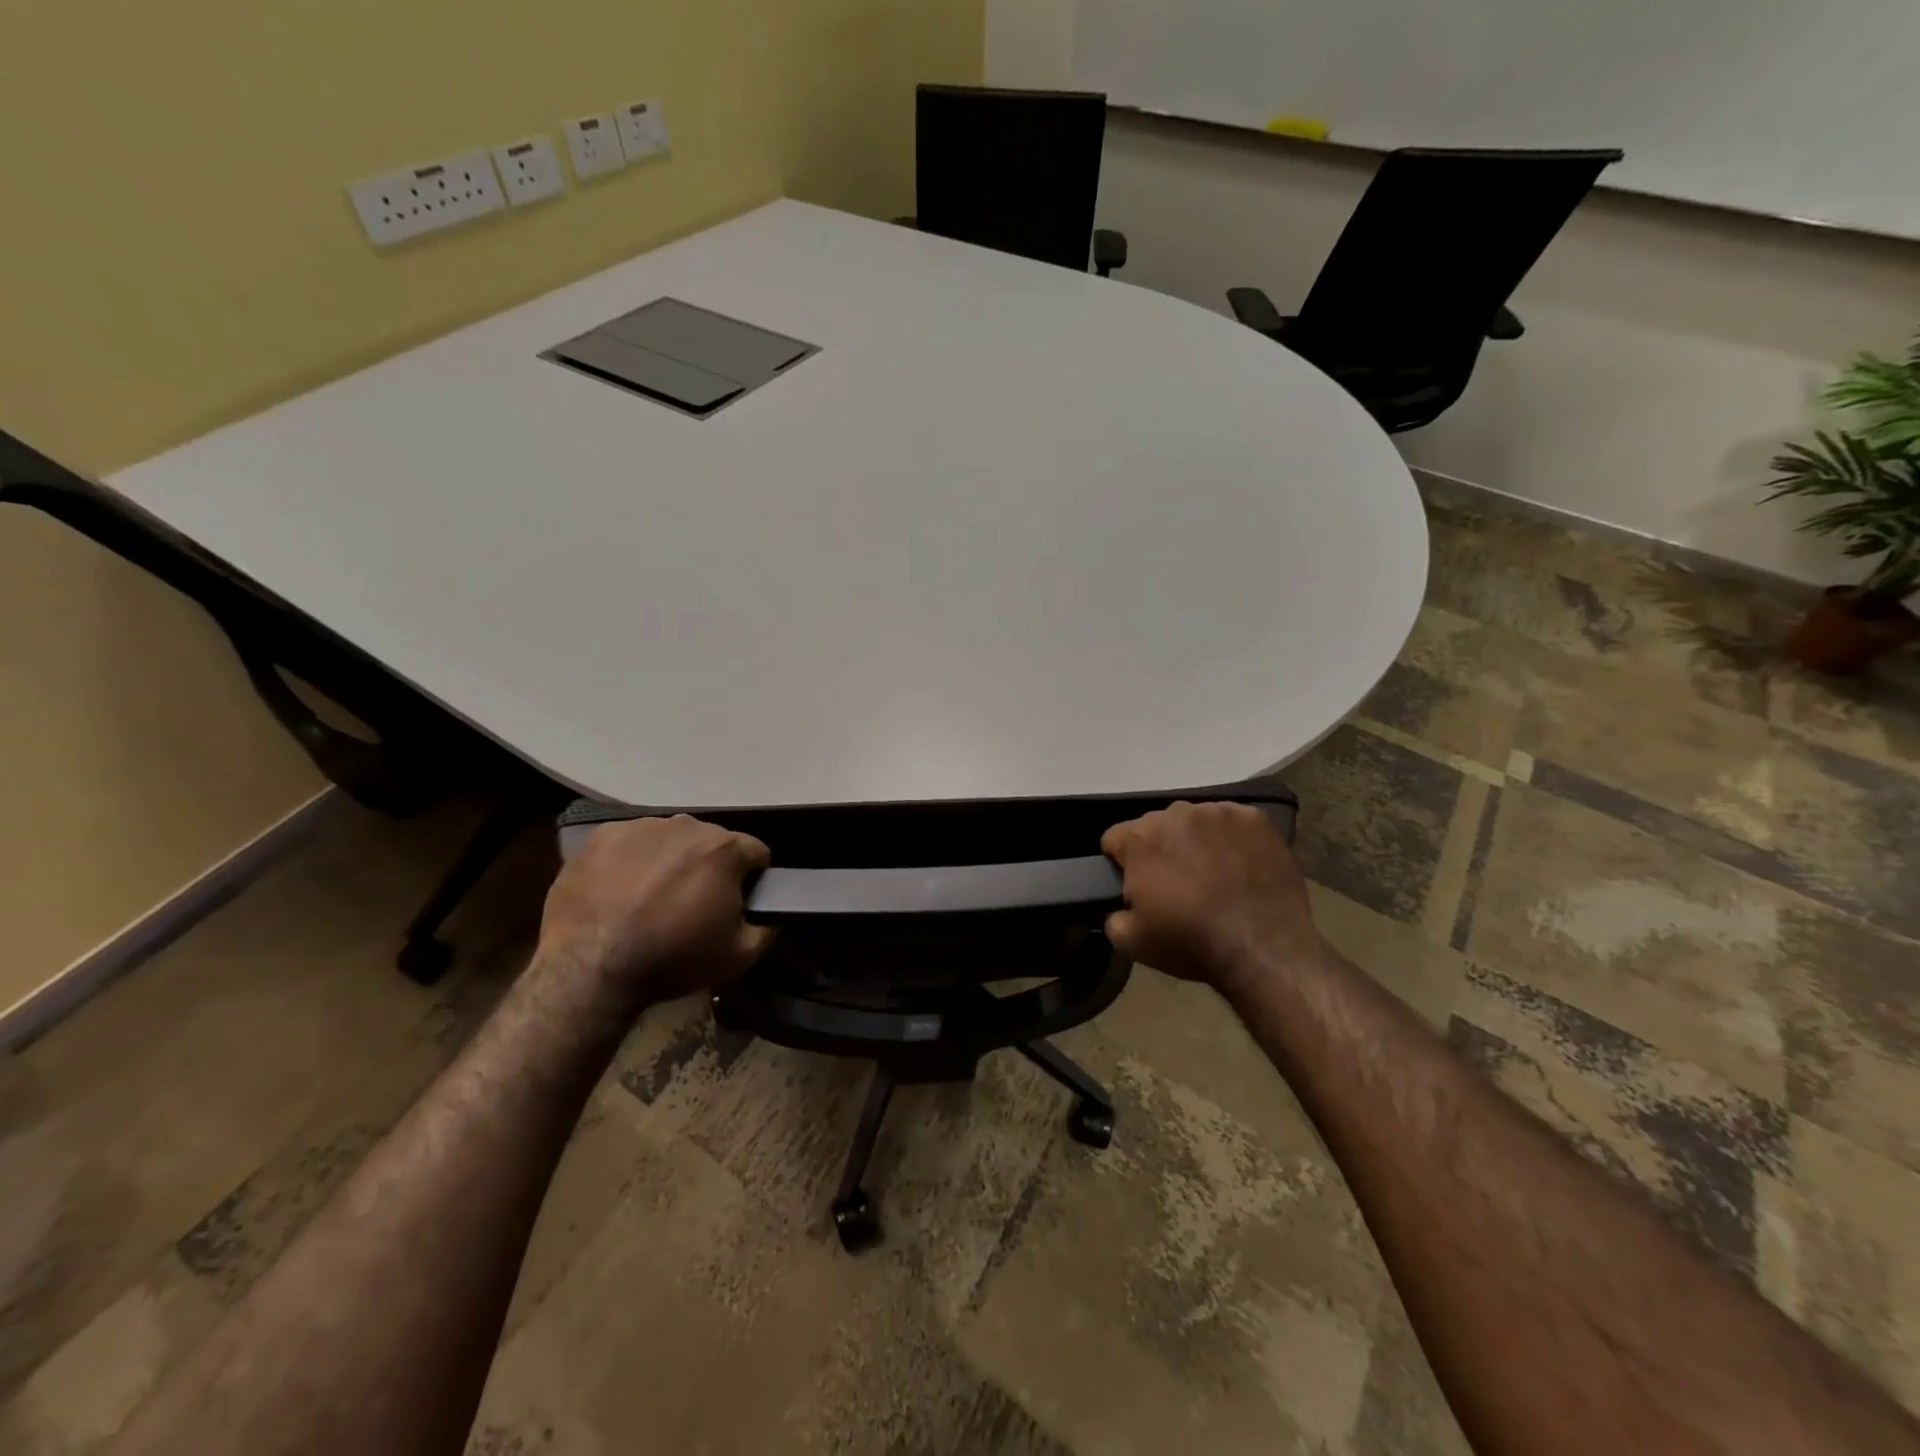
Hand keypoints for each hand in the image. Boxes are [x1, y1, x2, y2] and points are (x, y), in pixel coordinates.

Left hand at [537, 816, 773, 1006]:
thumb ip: (767, 926)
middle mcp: (687, 826)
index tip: (737, 904)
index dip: (752, 880)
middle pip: (712, 842)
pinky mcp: (602, 836)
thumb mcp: (741, 955)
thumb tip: (770, 912)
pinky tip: (621, 892)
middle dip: (709, 867)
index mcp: (725, 849)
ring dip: (671, 861)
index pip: (756, 853)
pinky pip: (631, 842)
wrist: (589, 970)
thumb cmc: (673, 959)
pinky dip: (633, 861)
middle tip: (692, 905)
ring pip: (671, 839)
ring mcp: (641, 827)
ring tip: (652, 899)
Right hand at [1101, 801, 1323, 992]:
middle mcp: (1176, 813)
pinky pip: (1232, 822)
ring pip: (1194, 821)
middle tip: (1177, 884)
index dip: (1122, 864)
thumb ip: (1113, 915)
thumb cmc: (1191, 943)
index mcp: (1140, 837)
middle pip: (1155, 826)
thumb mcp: (1132, 942)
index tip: (1137, 887)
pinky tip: (1240, 866)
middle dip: (1160, 849)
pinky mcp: (1255, 818)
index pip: (1115, 839)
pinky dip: (1230, 839)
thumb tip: (1121, 905)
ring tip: (1213, 875)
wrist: (1264, 949)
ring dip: (1195, 841)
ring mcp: (1219, 812)